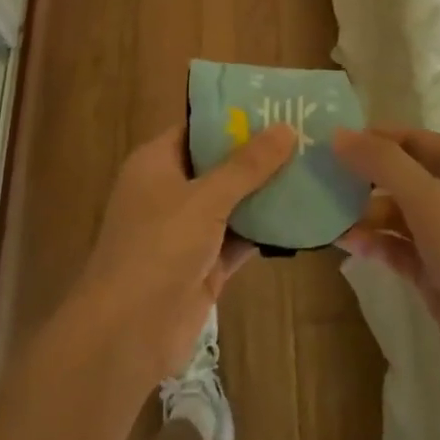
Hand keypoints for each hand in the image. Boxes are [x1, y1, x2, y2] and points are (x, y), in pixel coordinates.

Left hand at [72, 123, 295, 384]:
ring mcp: (187, 231)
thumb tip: (286, 127)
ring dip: (266, 193)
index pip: (198, 128)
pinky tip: (303, 217)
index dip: (234, 117)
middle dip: (258, 155)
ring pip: (233, 203)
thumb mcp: (205, 199)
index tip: (277, 105)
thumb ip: (247, 166)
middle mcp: (170, 191)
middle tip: (306, 135)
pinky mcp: (204, 266)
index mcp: (156, 163)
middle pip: (219, 164)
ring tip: (313, 168)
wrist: (127, 335)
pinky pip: (239, 239)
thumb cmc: (157, 249)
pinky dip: (265, 230)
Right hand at [334, 127, 439, 419]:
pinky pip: (398, 246)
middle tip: (316, 178)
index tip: (325, 144)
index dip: (369, 138)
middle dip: (361, 175)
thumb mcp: (428, 199)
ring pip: (396, 211)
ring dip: (362, 212)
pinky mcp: (437, 272)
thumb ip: (382, 162)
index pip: (408, 138)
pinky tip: (344, 243)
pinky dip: (374, 242)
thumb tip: (338, 134)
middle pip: (400, 173)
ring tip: (322, 213)